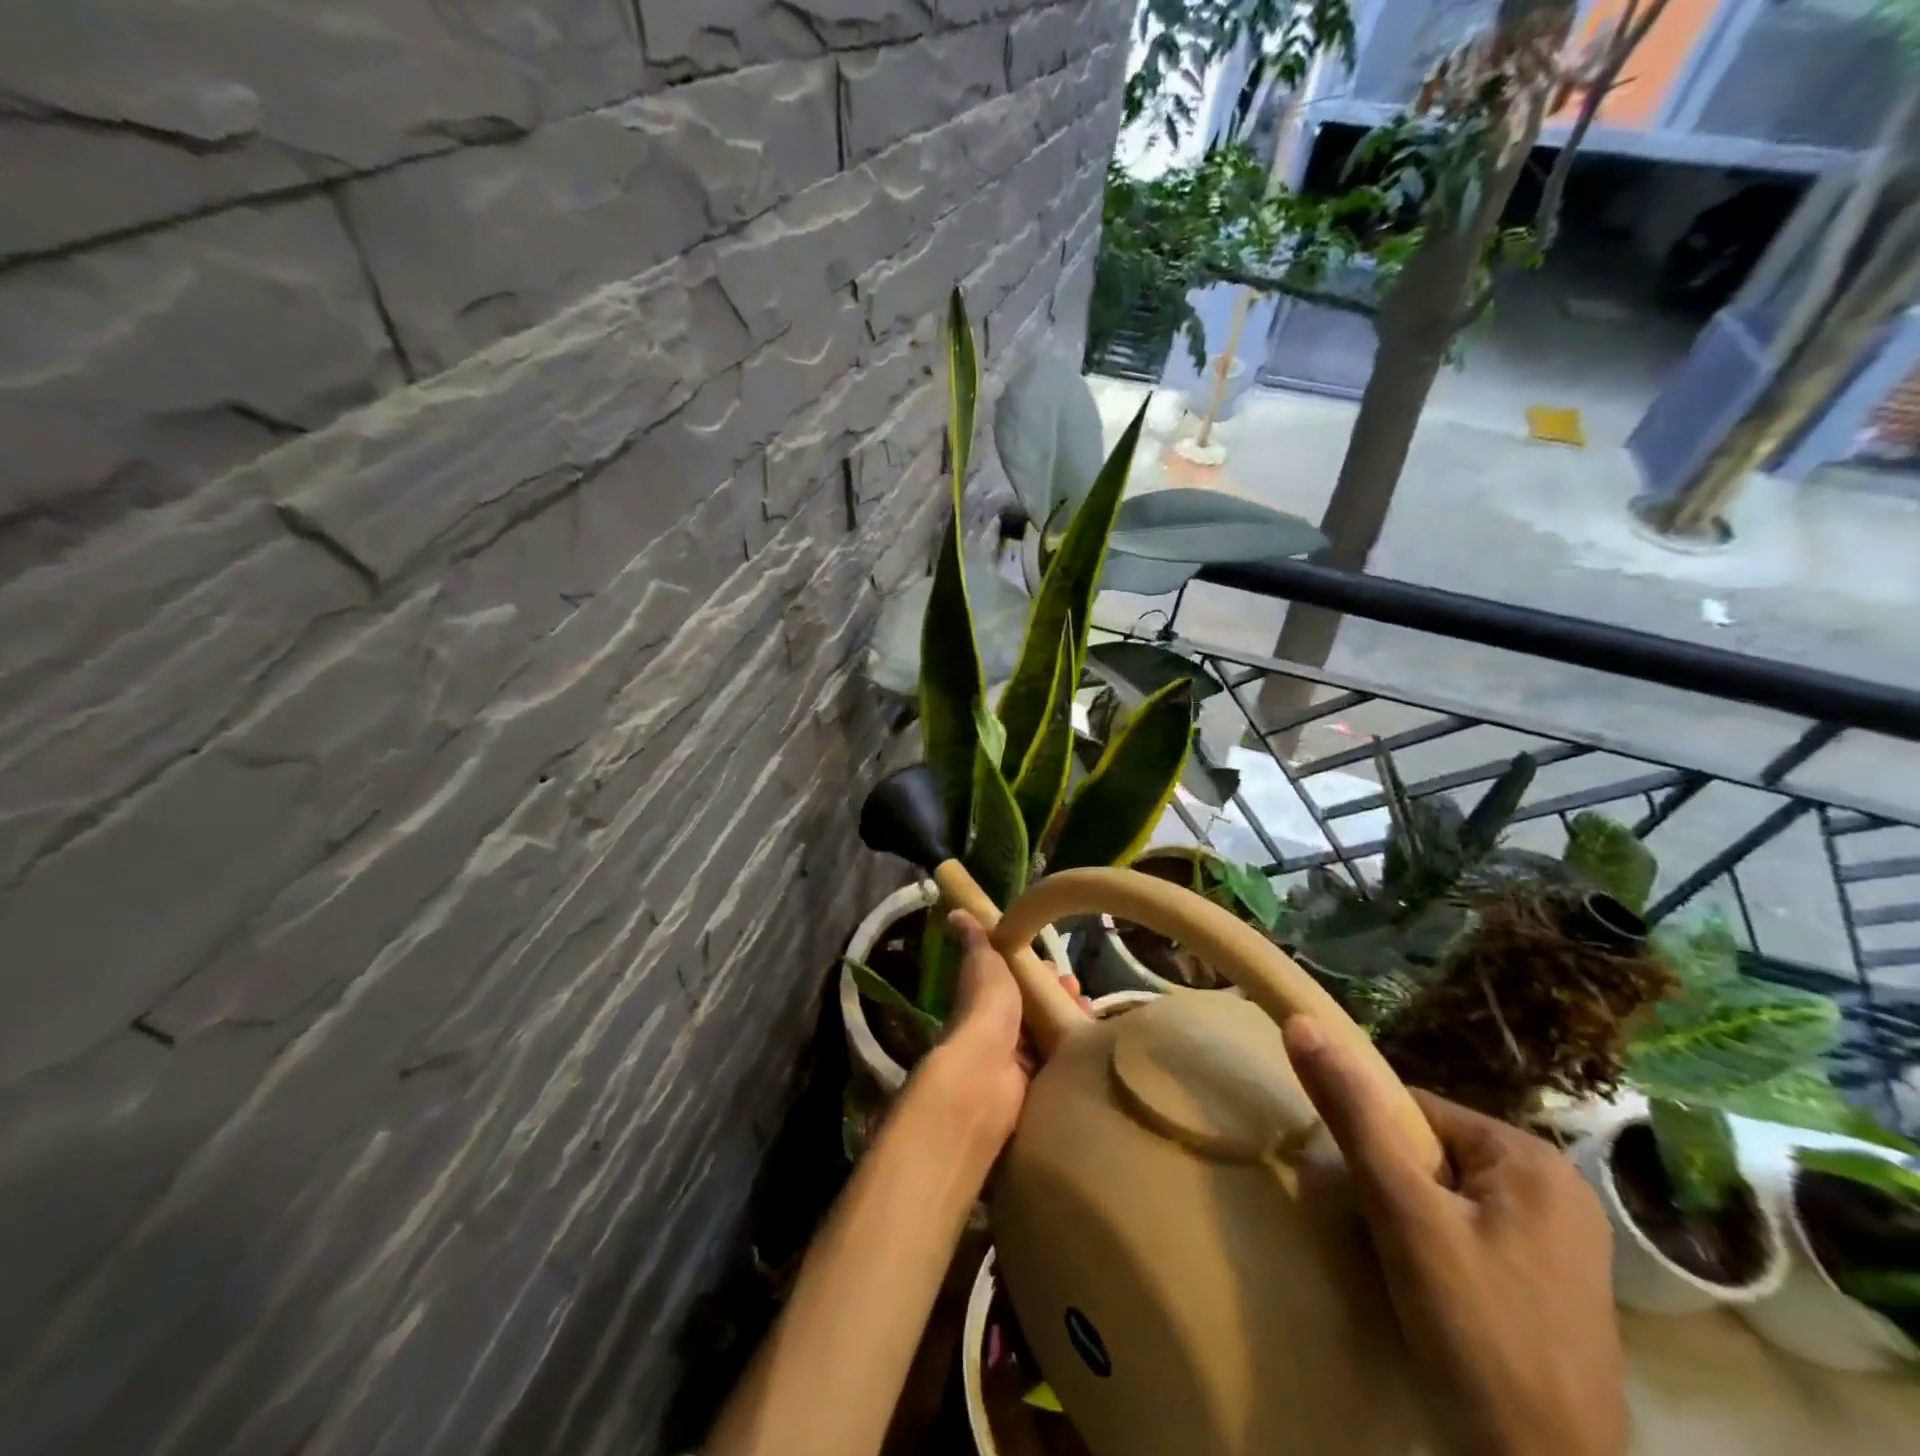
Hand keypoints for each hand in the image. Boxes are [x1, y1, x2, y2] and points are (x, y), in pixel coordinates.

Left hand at [928, 910, 1085, 1147]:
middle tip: (1081, 991)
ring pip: (1051, 1036)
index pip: (1016, 983)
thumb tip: (956, 912)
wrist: (988, 1073)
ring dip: (1071, 1022)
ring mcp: (1018, 1061)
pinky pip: (1061, 1064)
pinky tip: (1095, 1044)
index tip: (1060, 969)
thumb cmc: (986, 1010)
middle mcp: (1001, 1029)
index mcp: (988, 999)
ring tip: (1090, 1013)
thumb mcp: (984, 963)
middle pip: (1036, 1010)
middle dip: (1060, 997)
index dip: (1038, 973)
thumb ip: (977, 941)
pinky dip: (1076, 1053)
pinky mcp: (1037, 1087)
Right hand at [1283, 1016, 1627, 1455]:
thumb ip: (1354, 1115)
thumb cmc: (1478, 1334)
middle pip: (1434, 1154)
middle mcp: (1558, 1190)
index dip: (1375, 1148)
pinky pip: (1472, 1235)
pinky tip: (1438, 1300)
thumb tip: (1303, 1023)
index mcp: (1532, 1159)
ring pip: (1447, 1196)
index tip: (1367, 1203)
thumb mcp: (1404, 1214)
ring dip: (1413, 1223)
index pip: (1415, 1112)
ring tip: (1410, 1276)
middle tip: (1390, 1247)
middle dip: (1396, 1191)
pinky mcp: (1554, 1288)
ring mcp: (1563, 1243)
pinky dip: (1440, 1254)